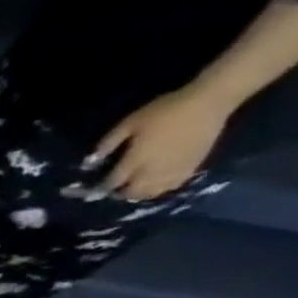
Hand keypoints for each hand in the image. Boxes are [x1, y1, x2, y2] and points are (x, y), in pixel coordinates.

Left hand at [90, 87, 231, 199]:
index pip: (114, 181)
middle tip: (114, 189)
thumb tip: (89, 163)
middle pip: (132, 192)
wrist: (208, 103)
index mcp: (136, 160)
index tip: (94, 189)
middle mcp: (154, 170)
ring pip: (151, 193)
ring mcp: (174, 171)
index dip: (102, 188)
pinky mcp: (192, 167)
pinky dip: (159, 190)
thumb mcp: (129, 123)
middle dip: (119, 193)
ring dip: (138, 194)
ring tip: (132, 189)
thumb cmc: (164, 111)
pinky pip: (172, 186)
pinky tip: (155, 185)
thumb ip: (108, 144)